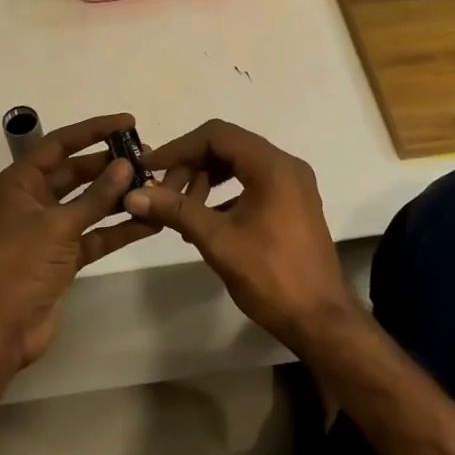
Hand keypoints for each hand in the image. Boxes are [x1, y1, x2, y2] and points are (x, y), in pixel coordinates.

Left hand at [0, 113, 159, 369]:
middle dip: (110, 166)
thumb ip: (95, 196)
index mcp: (19, 183)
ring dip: (118, 196)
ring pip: (89, 204)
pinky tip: (150, 222)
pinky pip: (95, 234)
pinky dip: (118, 228)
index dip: (93, 130)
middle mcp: (33, 201)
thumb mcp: (58, 225)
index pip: (59, 144)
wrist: (0, 329)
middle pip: (76, 173)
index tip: (128, 122)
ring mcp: (49, 230)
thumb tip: (126, 165)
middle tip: (148, 158)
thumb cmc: (20, 265)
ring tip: (155, 185)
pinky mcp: (63, 257)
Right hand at [122, 120, 354, 347]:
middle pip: (228, 146)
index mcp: (272, 166)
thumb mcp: (217, 240)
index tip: (151, 168)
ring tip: (183, 210)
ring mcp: (293, 185)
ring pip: (240, 164)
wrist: (320, 319)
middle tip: (165, 195)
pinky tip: (206, 220)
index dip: (179, 148)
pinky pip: (253, 182)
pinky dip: (226, 193)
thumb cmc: (270, 276)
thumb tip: (134, 195)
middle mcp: (286, 166)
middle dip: (192, 165)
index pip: (216, 135)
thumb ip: (176, 210)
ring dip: (207, 179)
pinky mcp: (293, 203)